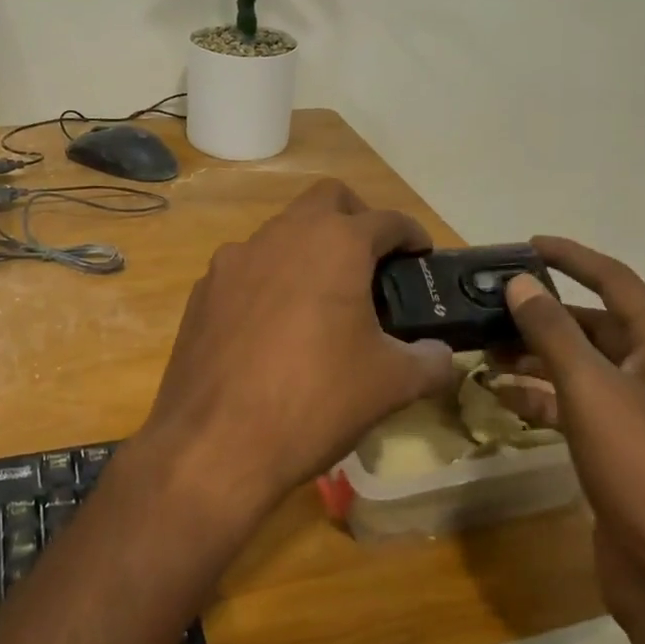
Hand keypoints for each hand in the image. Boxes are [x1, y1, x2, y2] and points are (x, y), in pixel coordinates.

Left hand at [133, 179, 455, 525]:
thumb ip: (429, 361)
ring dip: (309, 250)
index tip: (421, 255)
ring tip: (324, 301)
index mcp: (334, 243)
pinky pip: (247, 269)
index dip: (411, 234)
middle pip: (327, 200)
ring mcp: (234, 259)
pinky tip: (274, 328)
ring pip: (281, 232)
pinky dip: (269, 280)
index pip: (386, 220)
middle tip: (373, 263)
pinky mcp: (204, 290)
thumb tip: (440, 355)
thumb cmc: (315, 401)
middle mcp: (281, 236)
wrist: (214, 443)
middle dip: (357, 219)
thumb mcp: (390, 384)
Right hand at [496, 238, 644, 636]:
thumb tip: (519, 282)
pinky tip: (501, 397)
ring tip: (483, 349)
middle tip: (488, 306)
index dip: (572, 257)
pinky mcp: (620, 451)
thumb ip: (551, 330)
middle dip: (541, 315)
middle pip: (593, 325)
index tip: (527, 243)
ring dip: (534, 357)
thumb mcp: (591, 387)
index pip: (615, 281)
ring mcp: (640, 414)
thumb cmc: (644, 464)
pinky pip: (574, 407)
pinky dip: (540, 398)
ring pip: (579, 367)